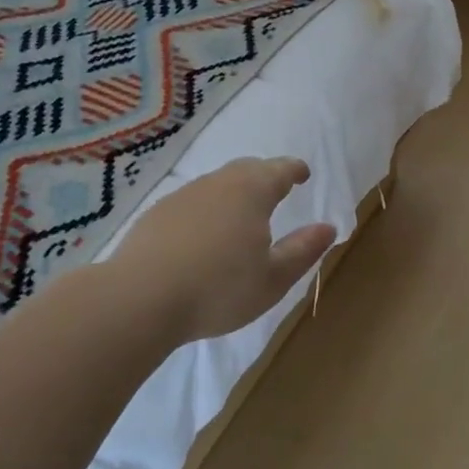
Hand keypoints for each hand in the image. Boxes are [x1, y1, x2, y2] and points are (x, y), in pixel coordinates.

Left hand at [112, 157, 335, 343]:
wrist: (140, 298)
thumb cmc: (219, 289)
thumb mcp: (273, 279)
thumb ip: (303, 250)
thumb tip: (328, 227)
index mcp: (252, 192)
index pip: (280, 170)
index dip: (295, 170)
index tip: (303, 173)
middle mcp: (217, 184)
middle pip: (246, 169)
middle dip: (265, 175)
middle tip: (276, 189)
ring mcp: (182, 196)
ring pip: (216, 184)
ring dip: (233, 193)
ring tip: (240, 215)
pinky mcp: (156, 215)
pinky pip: (191, 203)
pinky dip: (206, 210)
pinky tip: (202, 235)